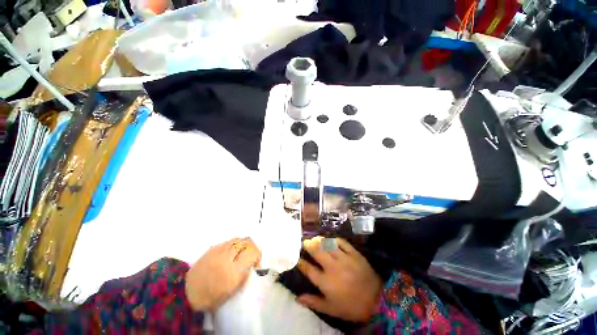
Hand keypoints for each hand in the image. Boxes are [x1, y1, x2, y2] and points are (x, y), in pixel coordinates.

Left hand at [185, 237, 260, 310]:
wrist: (188, 294)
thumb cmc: (213, 297)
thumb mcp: (233, 290)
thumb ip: (245, 274)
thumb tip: (252, 263)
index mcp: (234, 271)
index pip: (252, 253)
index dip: (257, 254)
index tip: (257, 261)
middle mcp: (227, 257)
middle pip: (246, 243)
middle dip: (252, 247)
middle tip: (252, 254)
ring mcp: (218, 251)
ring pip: (237, 240)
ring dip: (243, 244)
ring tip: (243, 250)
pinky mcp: (211, 249)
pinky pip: (227, 241)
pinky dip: (233, 244)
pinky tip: (232, 250)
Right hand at [296, 236, 382, 322]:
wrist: (377, 300)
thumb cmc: (351, 306)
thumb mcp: (331, 309)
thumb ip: (314, 302)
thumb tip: (298, 298)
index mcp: (326, 282)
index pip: (309, 270)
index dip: (302, 263)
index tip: (298, 259)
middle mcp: (333, 268)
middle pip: (317, 252)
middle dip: (309, 245)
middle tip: (305, 242)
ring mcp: (344, 259)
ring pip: (328, 244)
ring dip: (320, 240)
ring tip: (315, 238)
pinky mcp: (354, 254)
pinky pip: (342, 242)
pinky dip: (335, 239)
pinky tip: (331, 240)